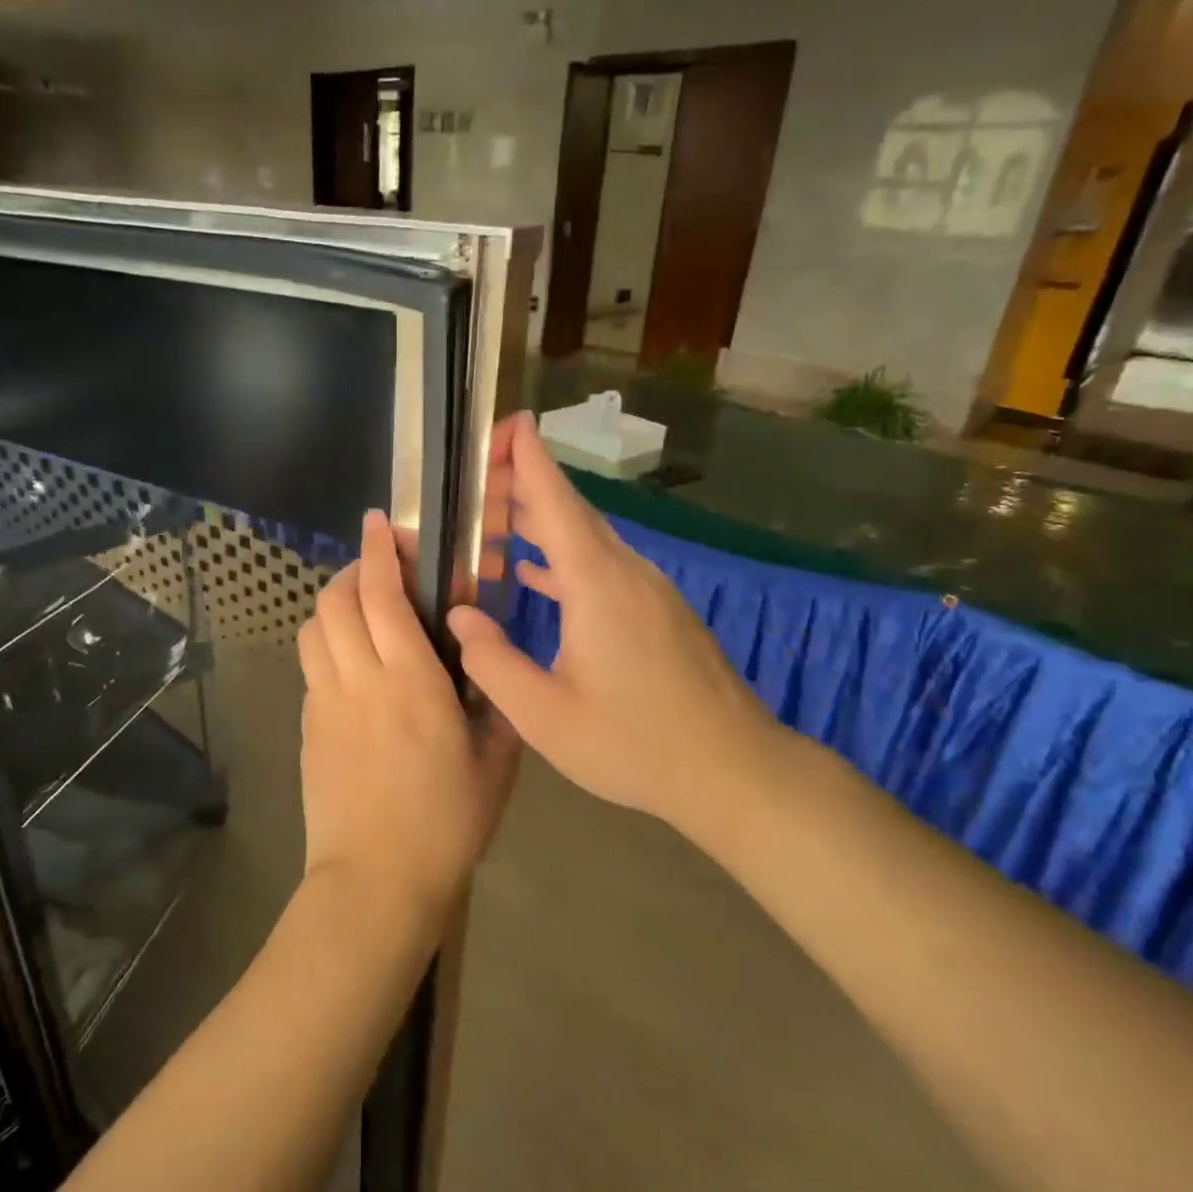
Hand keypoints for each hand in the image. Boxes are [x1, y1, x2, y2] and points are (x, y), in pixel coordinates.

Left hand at [297, 511, 518, 923]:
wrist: (377, 882)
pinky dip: (327, 647)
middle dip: (353, 571)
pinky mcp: (307, 729)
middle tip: (379, 571)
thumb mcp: (496, 763)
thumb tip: (487, 670)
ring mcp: (325, 704)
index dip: (379, 552)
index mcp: (411, 683)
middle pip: (335, 602)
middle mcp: (359, 681)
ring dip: (333, 607)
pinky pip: (312, 668)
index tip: (381, 523)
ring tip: (361, 612)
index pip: (383, 597)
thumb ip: (495, 706)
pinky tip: (352, 668)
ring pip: (313, 630)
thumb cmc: (447, 823)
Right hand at [447, 412, 782, 830]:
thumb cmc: (635, 745)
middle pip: (571, 512)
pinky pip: (603, 567)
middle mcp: (626, 573)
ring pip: (588, 540)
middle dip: (527, 483)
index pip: (556, 503)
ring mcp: (649, 591)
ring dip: (543, 523)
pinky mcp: (660, 612)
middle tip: (481, 470)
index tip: (507, 422)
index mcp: (597, 586)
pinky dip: (565, 559)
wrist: (734, 769)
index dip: (530, 458)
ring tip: (497, 516)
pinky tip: (538, 575)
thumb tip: (458, 615)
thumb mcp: (545, 717)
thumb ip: (492, 663)